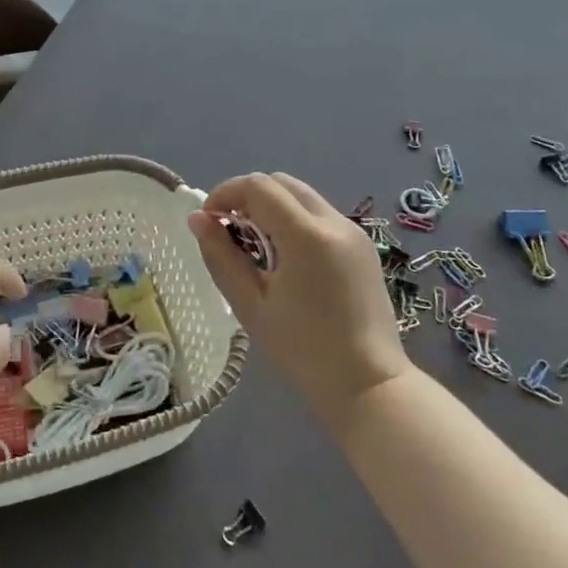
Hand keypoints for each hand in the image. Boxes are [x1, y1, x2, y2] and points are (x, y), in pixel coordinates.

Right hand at [187, 172, 409, 427]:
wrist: (370, 385)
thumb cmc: (304, 350)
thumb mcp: (252, 305)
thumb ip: (222, 256)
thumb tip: (197, 219)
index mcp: (306, 235)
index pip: (258, 186)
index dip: (226, 194)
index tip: (208, 221)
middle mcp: (334, 222)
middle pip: (281, 182)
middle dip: (247, 196)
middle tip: (228, 231)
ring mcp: (353, 232)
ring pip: (302, 196)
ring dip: (271, 206)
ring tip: (254, 246)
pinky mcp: (362, 246)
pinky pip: (319, 215)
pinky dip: (293, 219)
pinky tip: (284, 257)